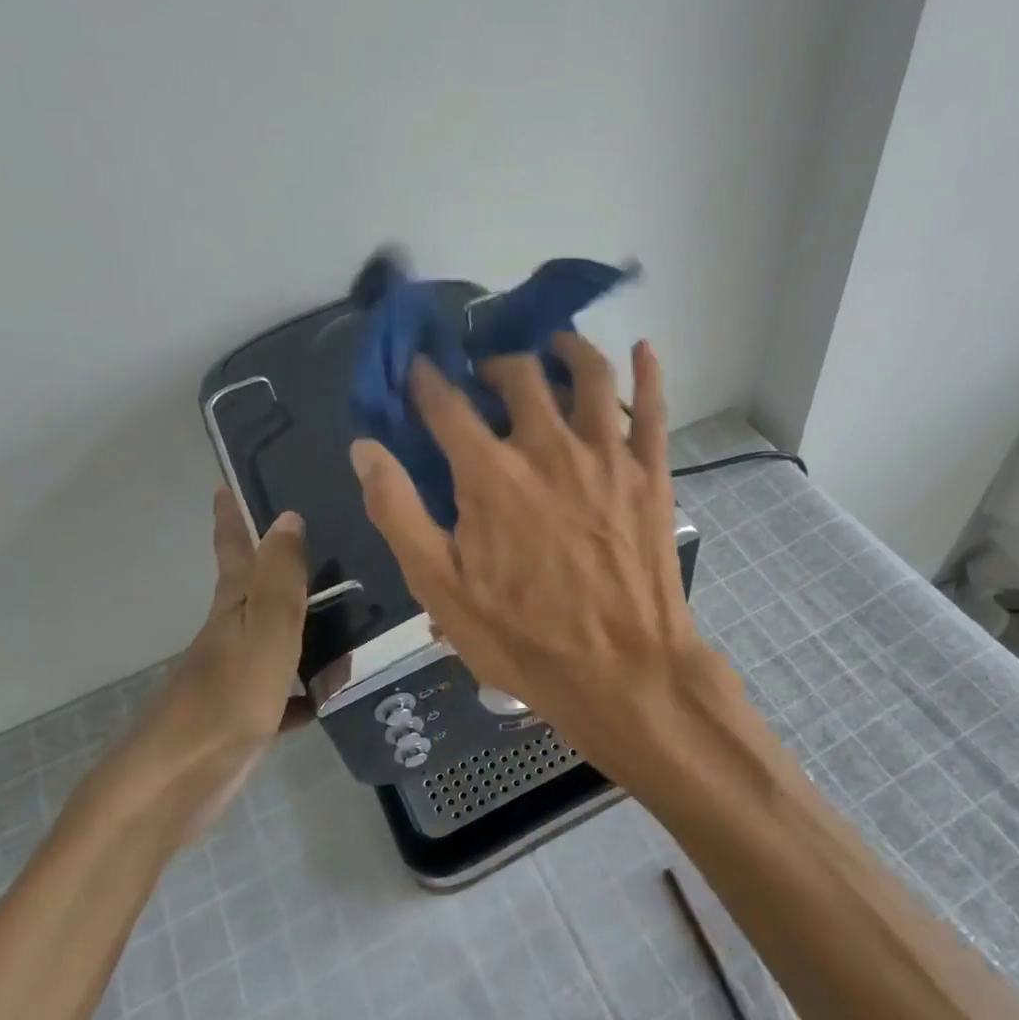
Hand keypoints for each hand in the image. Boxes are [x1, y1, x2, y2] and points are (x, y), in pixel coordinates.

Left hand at [101, 489, 308, 837]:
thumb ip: (281, 579)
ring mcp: (239, 676)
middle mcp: (234, 635)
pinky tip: (338, 690)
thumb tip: (287, 516)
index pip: (235, 550)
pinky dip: (309, 688)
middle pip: (260, 592)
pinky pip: (288, 692)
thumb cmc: (226, 700)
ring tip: (353, 609)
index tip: (227, 485)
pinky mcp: (247, 715)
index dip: (231, 518)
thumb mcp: (264, 632)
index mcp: (234, 609)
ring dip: (308, 623)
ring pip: (280, 639)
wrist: (177, 782)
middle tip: (325, 541)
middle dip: (282, 565)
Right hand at [351, 335, 722, 784]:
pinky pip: (653, 406)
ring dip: (565, 350)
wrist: (626, 672)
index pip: (446, 405)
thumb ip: (398, 513)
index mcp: (490, 475)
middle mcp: (548, 447)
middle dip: (493, 365)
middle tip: (486, 375)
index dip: (426, 382)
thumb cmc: (526, 640)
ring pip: (588, 374)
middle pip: (518, 375)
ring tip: (551, 348)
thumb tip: (365, 448)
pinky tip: (643, 350)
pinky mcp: (651, 473)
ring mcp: (607, 455)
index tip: (420, 371)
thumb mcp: (442, 590)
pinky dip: (647, 372)